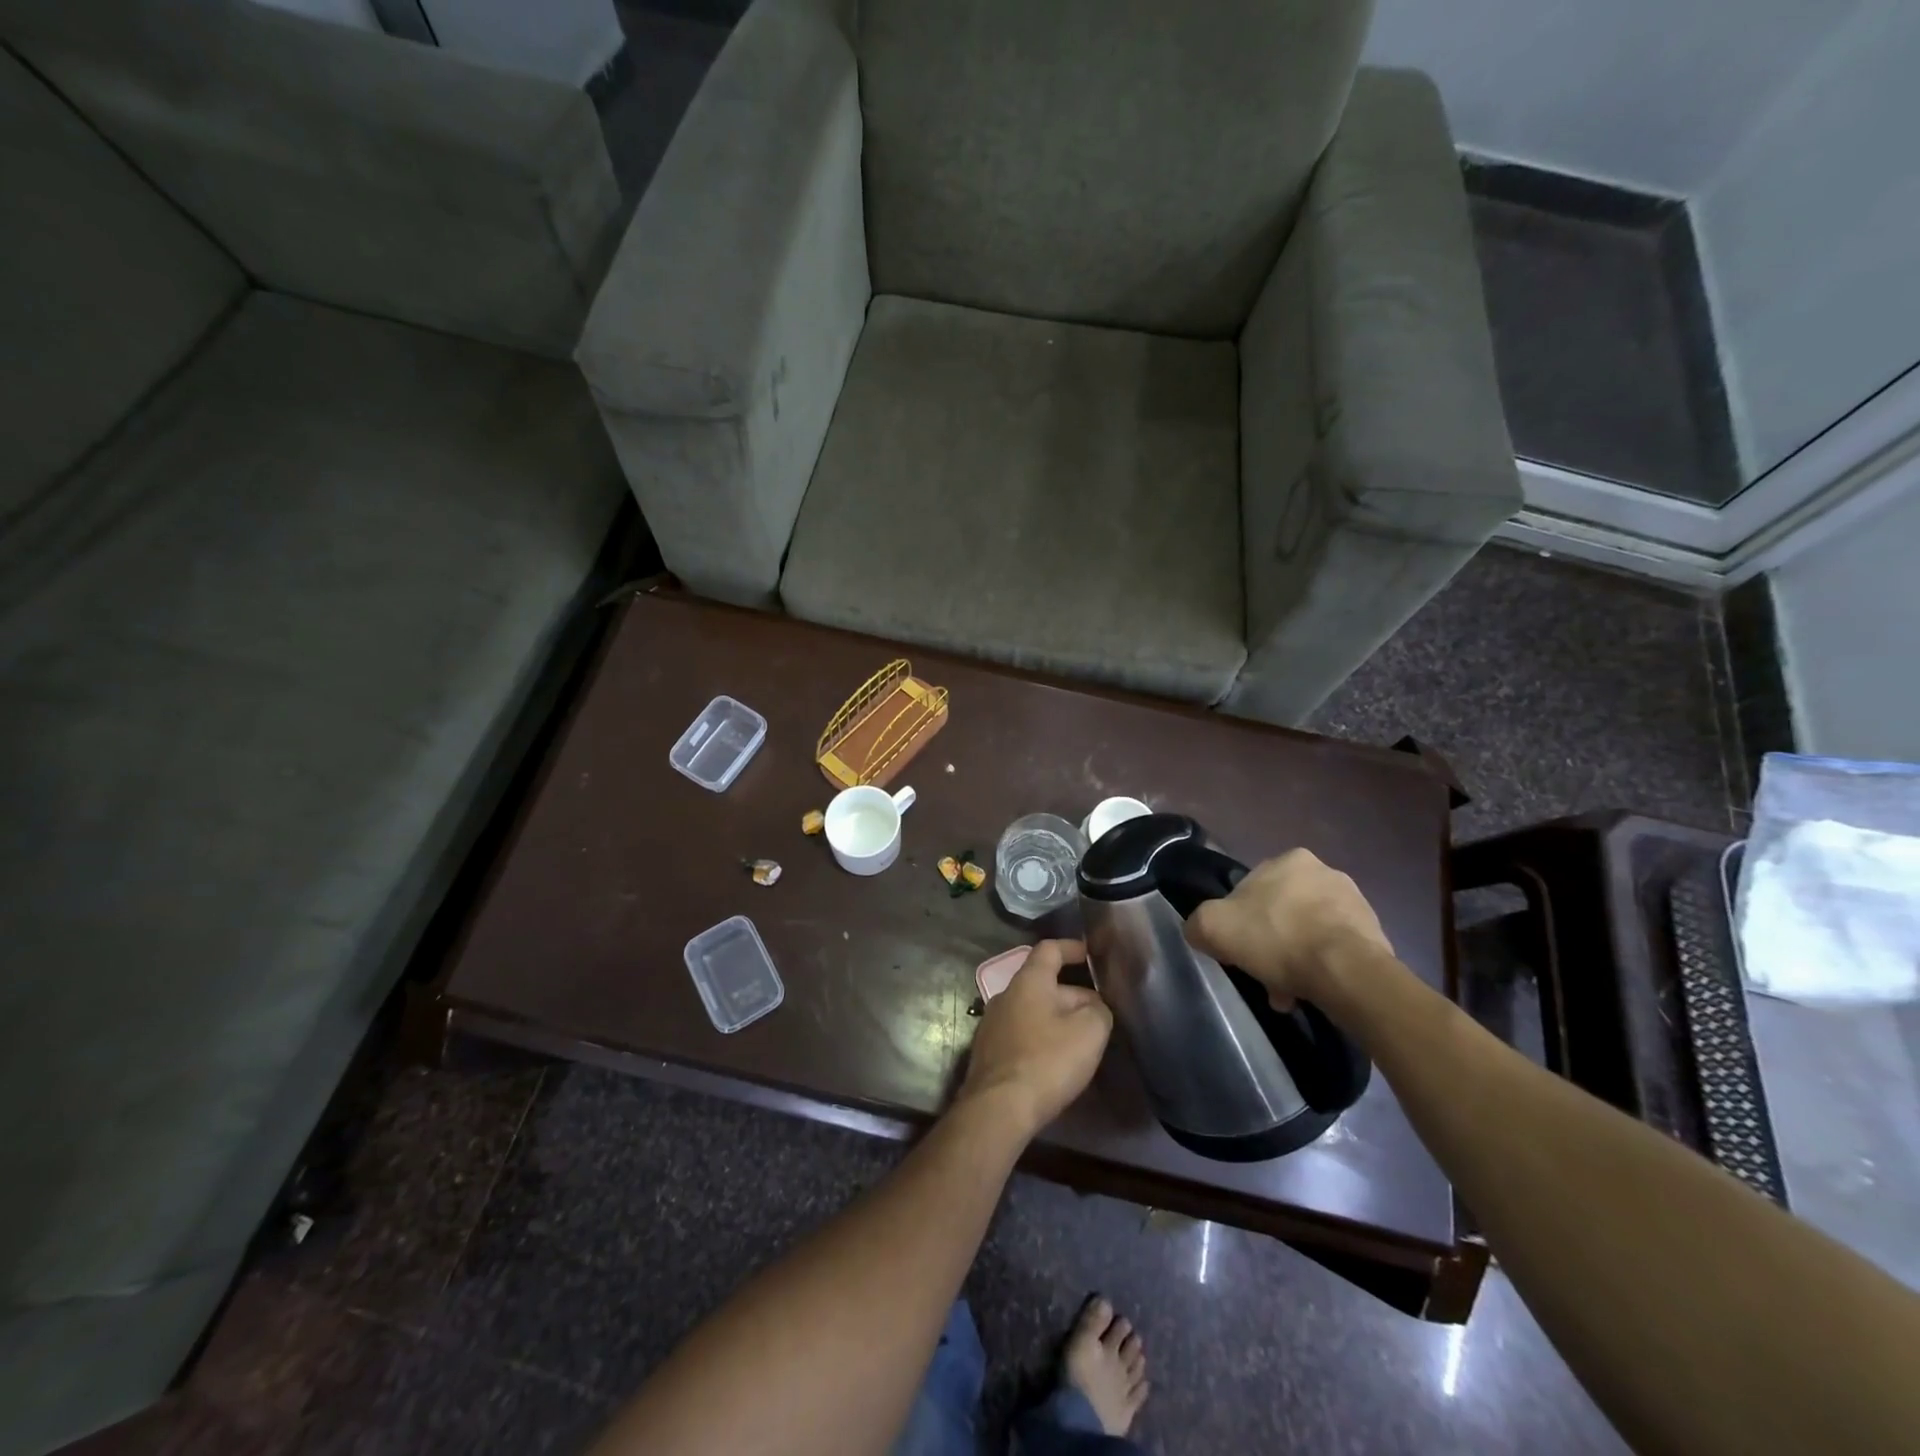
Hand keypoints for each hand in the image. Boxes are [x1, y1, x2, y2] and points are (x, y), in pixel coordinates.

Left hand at [958, 940, 1111, 1140]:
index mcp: (1028, 981)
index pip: (1049, 949)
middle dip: (1074, 995)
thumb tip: (1095, 1008)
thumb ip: (1099, 1011)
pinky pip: (1022, 1034)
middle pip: (1044, 984)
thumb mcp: (1089, 1032)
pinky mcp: (990, 1052)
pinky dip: (1042, 1039)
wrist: (998, 1108)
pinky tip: (1057, 1061)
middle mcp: (1006, 995)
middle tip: (1101, 1016)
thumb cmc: (1047, 1060)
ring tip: (1084, 1040)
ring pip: (1034, 1011)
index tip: (1090, 954)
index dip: (1071, 947)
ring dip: (1059, 1019)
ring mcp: (993, 1024)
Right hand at [1184, 849, 1393, 1008]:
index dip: (1238, 920)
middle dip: (1271, 942)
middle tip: (1263, 973)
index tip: (1237, 949)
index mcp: (1289, 859)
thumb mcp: (1213, 927)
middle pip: (1282, 911)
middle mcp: (1325, 872)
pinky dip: (1321, 968)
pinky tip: (1312, 991)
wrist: (1346, 972)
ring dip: (1296, 958)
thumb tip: (1199, 931)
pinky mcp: (1375, 934)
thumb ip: (1197, 923)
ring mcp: (1355, 903)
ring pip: (1309, 932)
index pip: (1251, 889)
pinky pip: (1336, 951)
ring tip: (1288, 992)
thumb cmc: (1277, 938)